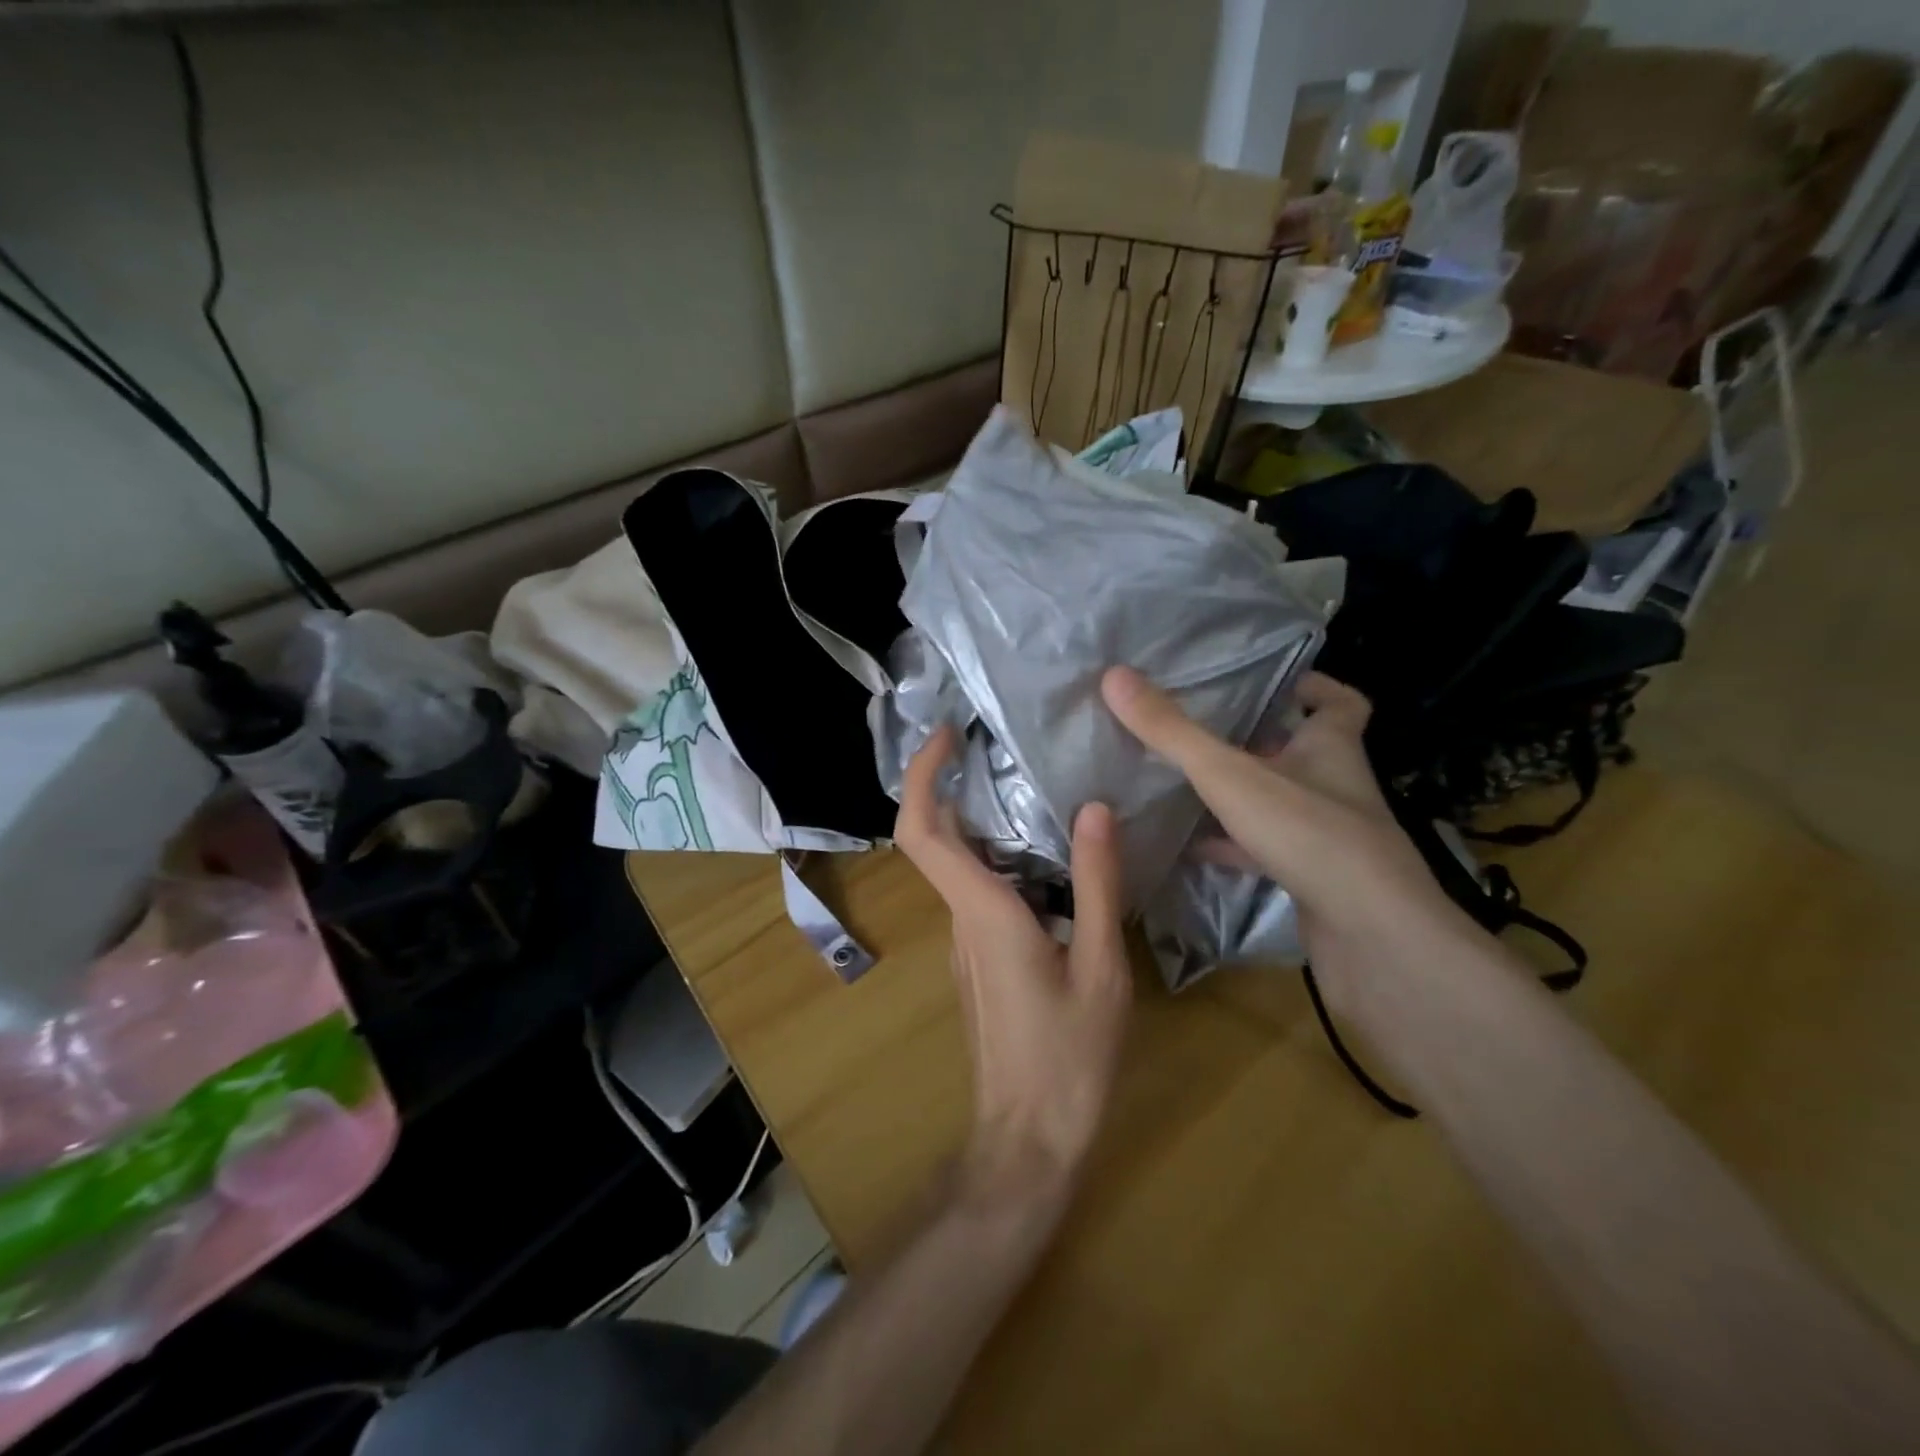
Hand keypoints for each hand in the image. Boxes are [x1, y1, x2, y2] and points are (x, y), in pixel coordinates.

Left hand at [894, 725, 1131, 1206]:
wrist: (1030, 1136)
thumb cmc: (1069, 1056)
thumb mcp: (1101, 967)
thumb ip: (1097, 885)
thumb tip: (1094, 809)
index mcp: (983, 912)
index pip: (923, 831)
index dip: (923, 776)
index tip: (946, 736)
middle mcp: (962, 918)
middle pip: (936, 839)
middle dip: (954, 784)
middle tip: (1000, 747)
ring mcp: (966, 941)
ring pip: (960, 865)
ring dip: (984, 821)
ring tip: (1039, 788)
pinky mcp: (980, 959)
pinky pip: (980, 892)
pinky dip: (1002, 858)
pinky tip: (1052, 856)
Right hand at [1100, 666, 1460, 984]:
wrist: (1372, 939)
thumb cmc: (1309, 834)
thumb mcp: (1229, 775)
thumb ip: (1171, 731)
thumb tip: (1114, 675)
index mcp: (1330, 748)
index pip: (1339, 704)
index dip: (1313, 688)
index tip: (1274, 683)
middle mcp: (1335, 787)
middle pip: (1301, 753)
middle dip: (1257, 741)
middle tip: (1202, 731)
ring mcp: (1327, 838)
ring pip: (1281, 805)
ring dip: (1241, 796)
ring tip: (1184, 784)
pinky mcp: (1313, 880)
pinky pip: (1267, 853)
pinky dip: (1232, 848)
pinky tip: (1191, 850)